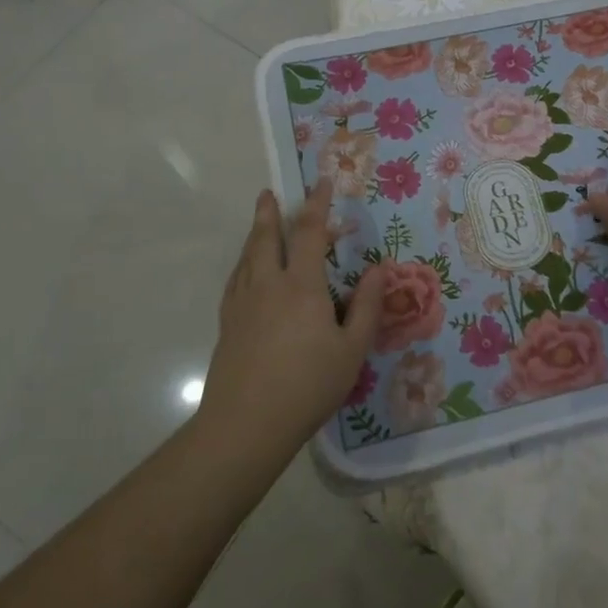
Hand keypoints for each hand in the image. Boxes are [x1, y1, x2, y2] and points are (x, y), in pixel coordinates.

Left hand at [203, 180, 384, 453]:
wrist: (246, 424)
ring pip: (247, 257)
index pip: (309, 232)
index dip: (317, 205)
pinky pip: (235, 280)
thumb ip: (366, 306)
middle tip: (268, 193)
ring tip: (259, 221)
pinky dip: (242, 263)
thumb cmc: (308, 385)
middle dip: (269, 212)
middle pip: (266, 238)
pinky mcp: (227, 324)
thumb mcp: (351, 349)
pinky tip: (244, 271)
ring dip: (254, 234)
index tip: (322, 183)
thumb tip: (379, 269)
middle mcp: (268, 285)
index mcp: (302, 286)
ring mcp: (243, 304)